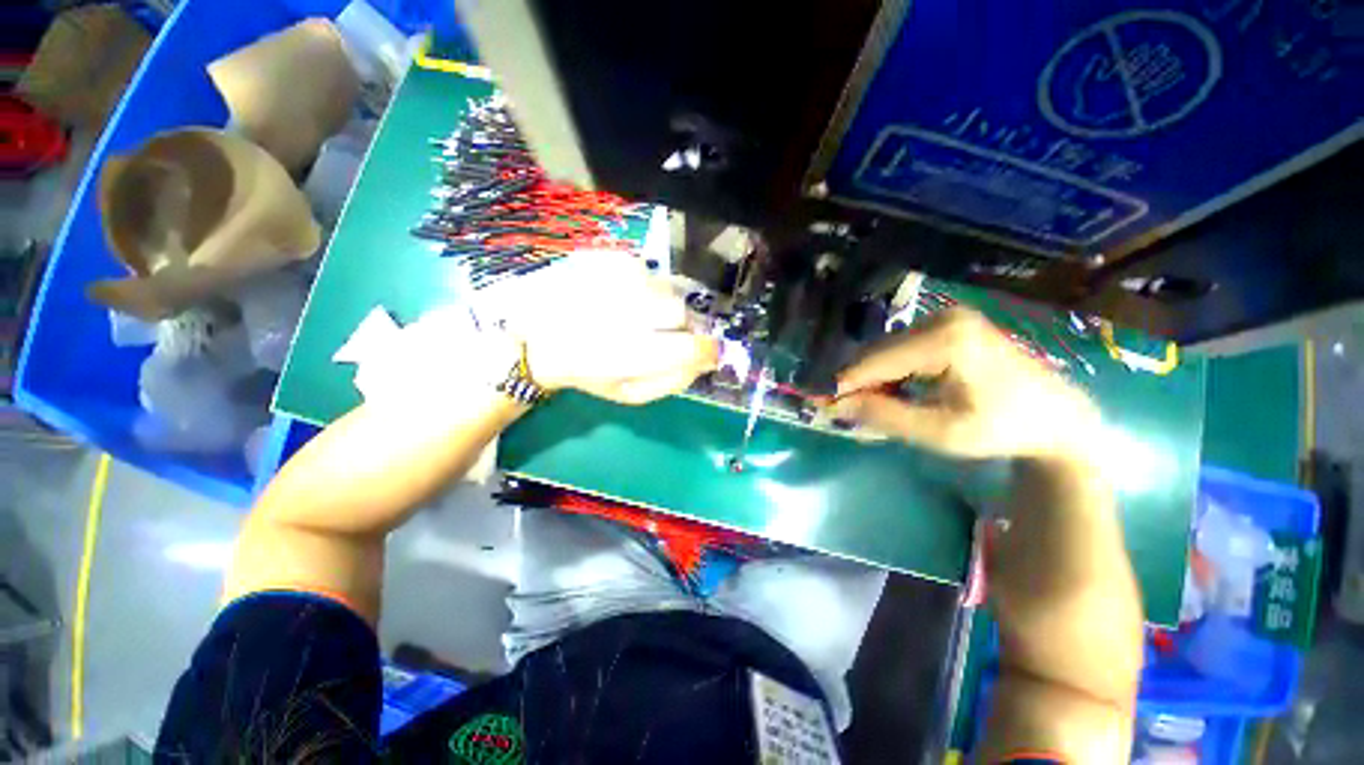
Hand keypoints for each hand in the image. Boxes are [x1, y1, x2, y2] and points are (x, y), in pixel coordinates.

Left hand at [500, 254, 717, 404]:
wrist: (533, 334)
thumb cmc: (585, 370)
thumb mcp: (630, 392)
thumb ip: (673, 379)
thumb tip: (708, 359)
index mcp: (630, 354)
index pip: (692, 346)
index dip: (706, 349)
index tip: (706, 352)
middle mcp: (626, 310)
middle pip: (682, 311)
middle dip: (678, 325)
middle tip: (659, 334)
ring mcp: (616, 278)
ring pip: (666, 289)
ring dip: (660, 305)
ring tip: (634, 315)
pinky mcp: (607, 257)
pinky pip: (648, 272)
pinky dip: (644, 288)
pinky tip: (620, 298)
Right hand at [833, 307, 1099, 459]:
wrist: (1057, 416)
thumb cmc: (1002, 428)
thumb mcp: (940, 431)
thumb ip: (885, 415)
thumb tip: (836, 404)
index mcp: (946, 340)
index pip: (876, 361)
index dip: (842, 382)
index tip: (815, 399)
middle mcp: (942, 318)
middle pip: (877, 351)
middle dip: (854, 381)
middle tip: (836, 409)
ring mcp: (946, 318)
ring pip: (885, 349)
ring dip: (870, 378)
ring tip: (862, 405)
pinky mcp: (947, 325)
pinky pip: (901, 348)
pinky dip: (887, 371)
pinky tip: (888, 391)